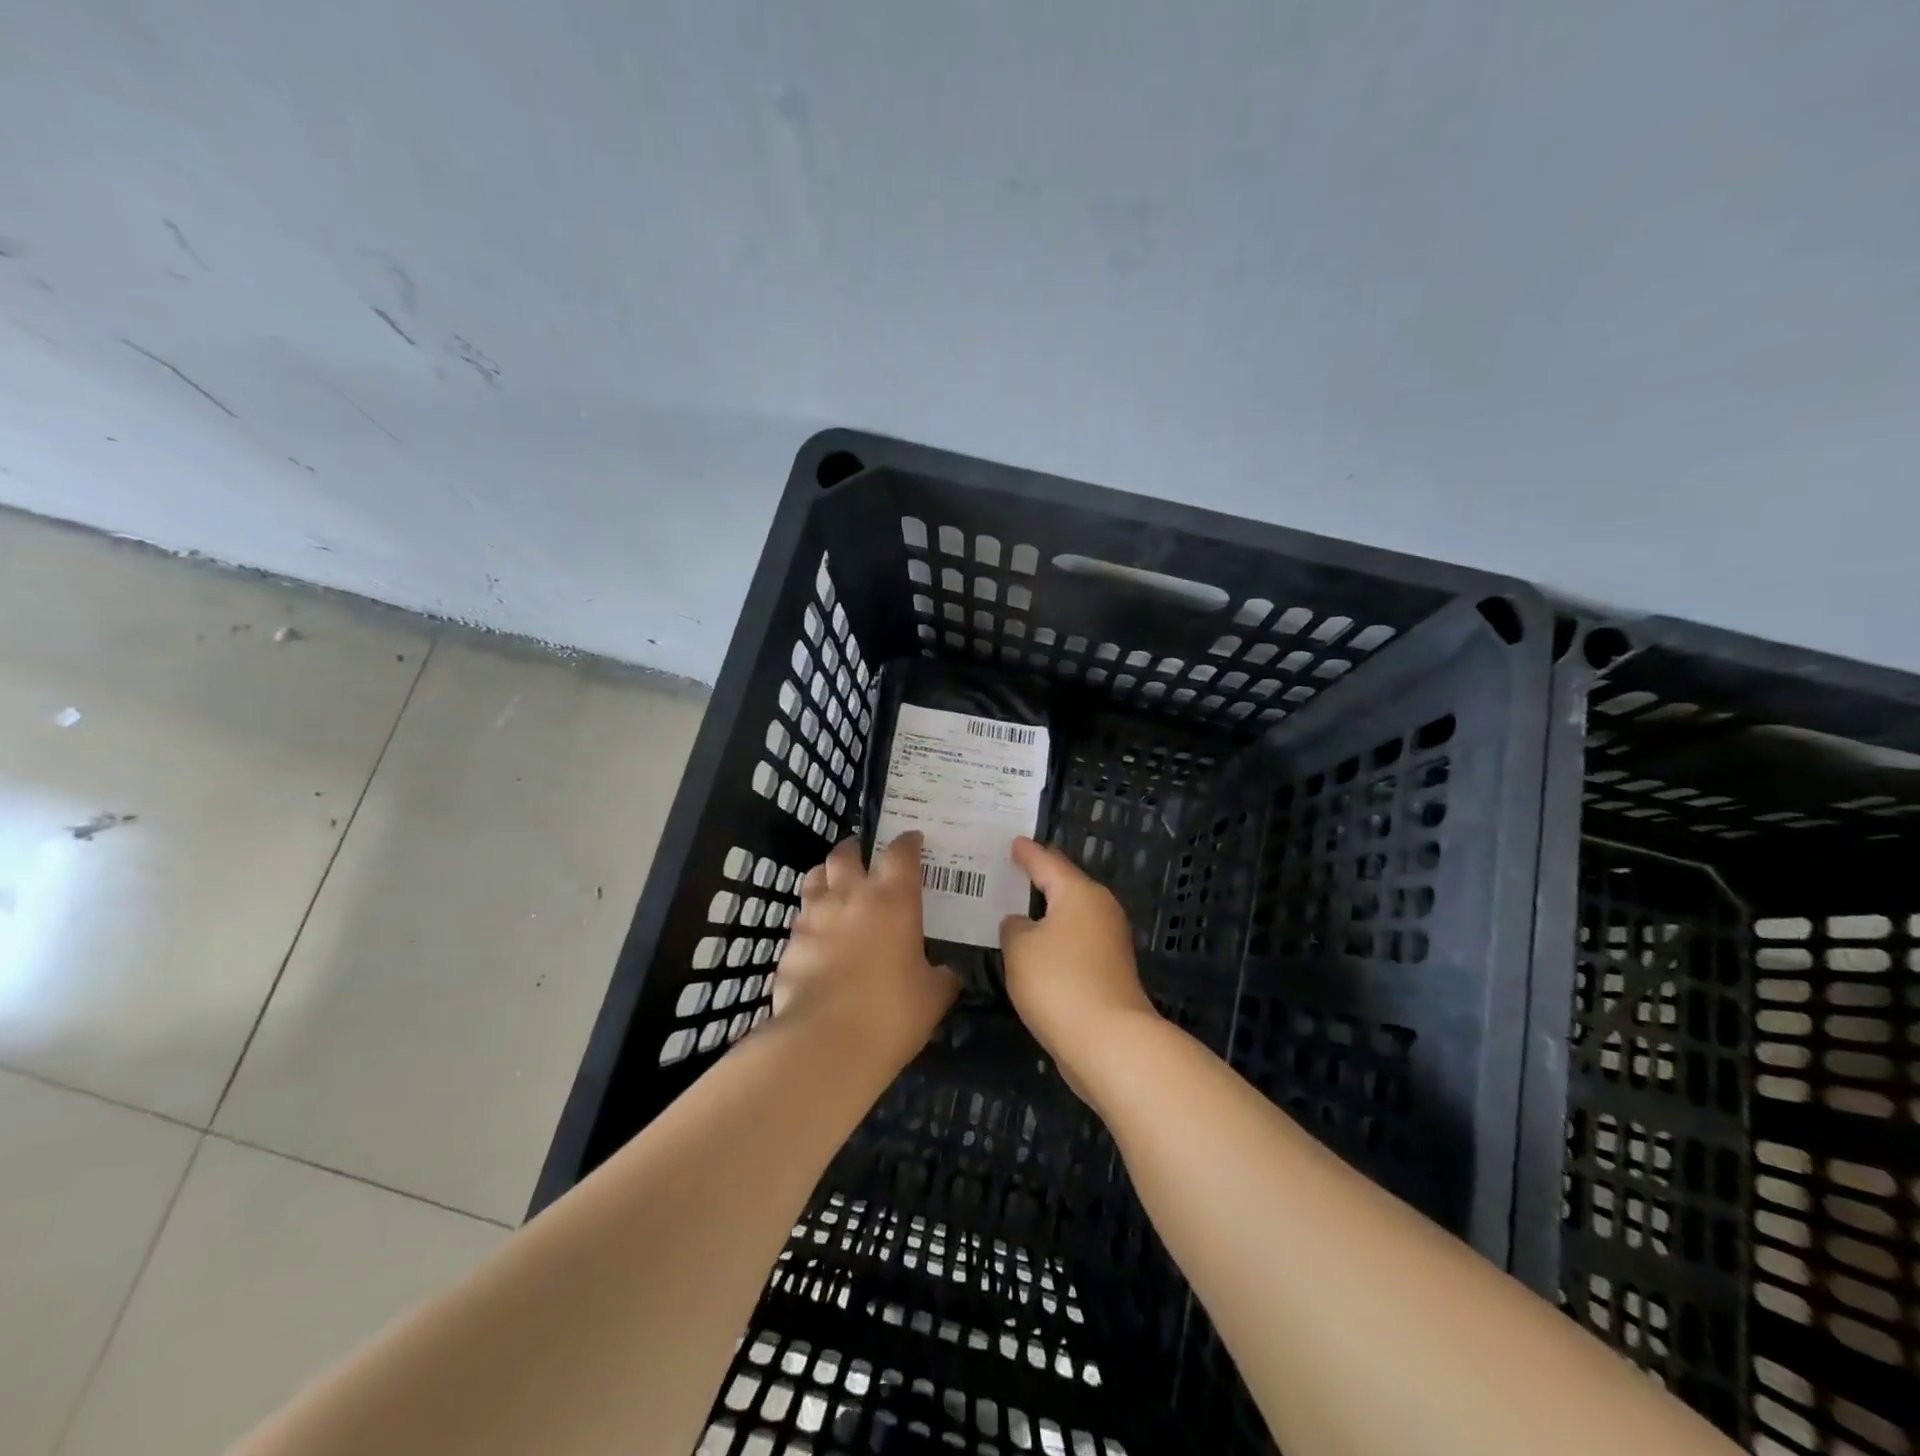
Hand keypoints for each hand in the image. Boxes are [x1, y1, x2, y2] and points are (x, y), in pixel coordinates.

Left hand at [774, 834, 958, 1064]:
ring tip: (834, 886)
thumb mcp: (933, 996)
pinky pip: (800, 919)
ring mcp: (815, 917)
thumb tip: (949, 973)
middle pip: (846, 853)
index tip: (913, 839)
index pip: (901, 853)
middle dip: (855, 849)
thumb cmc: (892, 1012)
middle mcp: (851, 896)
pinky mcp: (790, 943)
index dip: (907, 842)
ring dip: (826, 876)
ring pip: (814, 877)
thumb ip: (942, 976)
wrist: (826, 1042)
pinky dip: (811, 921)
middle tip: (863, 856)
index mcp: (894, 899)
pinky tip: (819, 938)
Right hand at [999, 837, 1158, 1089]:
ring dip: (1048, 911)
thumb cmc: (1059, 982)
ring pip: (1072, 914)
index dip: (1027, 852)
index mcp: (1079, 892)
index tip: (1013, 842)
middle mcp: (1100, 908)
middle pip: (1066, 885)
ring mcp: (1110, 940)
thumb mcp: (1019, 949)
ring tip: (1018, 907)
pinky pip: (1076, 940)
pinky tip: (1036, 947)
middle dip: (1040, 877)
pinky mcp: (1111, 970)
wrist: (1110, 1042)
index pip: (1047, 861)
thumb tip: (1022, 924)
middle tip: (1013, 869)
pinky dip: (1056, 938)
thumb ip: (1014, 928)